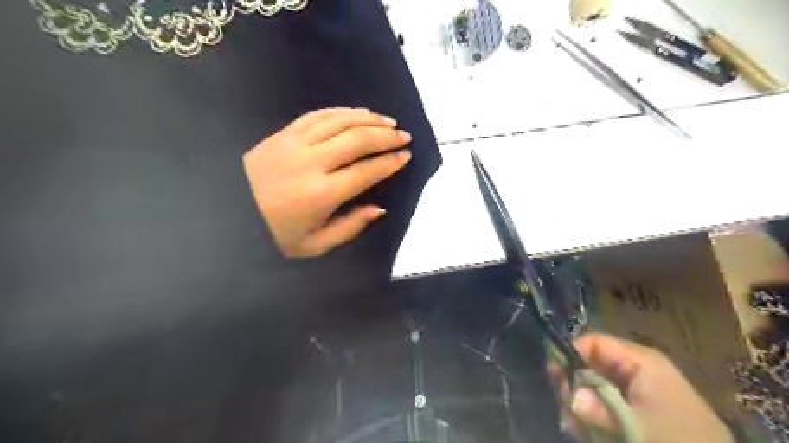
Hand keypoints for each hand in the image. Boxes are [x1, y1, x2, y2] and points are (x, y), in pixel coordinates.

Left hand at [243, 107, 410, 257]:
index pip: (366, 171)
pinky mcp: (283, 133)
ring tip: (387, 121)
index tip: (405, 156)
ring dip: (368, 119)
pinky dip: (341, 111)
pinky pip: (318, 115)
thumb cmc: (274, 234)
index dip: (389, 162)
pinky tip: (357, 112)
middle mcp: (312, 163)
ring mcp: (295, 143)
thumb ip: (350, 227)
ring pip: (339, 122)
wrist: (227, 212)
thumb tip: (379, 209)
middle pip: (357, 140)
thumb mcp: (314, 245)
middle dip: (386, 136)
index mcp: (322, 194)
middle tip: (404, 136)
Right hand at [561, 333, 733, 442]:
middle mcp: (636, 367)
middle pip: (589, 363)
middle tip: (567, 410)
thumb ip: (599, 409)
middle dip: (574, 385)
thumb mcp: (636, 426)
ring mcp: (638, 387)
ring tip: (577, 425)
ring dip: (581, 403)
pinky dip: (594, 414)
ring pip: (594, 384)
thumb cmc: (676, 439)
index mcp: (639, 360)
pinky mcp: (640, 406)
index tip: (555, 378)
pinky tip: (589, 429)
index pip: (592, 342)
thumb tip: (570, 396)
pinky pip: (606, 401)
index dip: (570, 355)